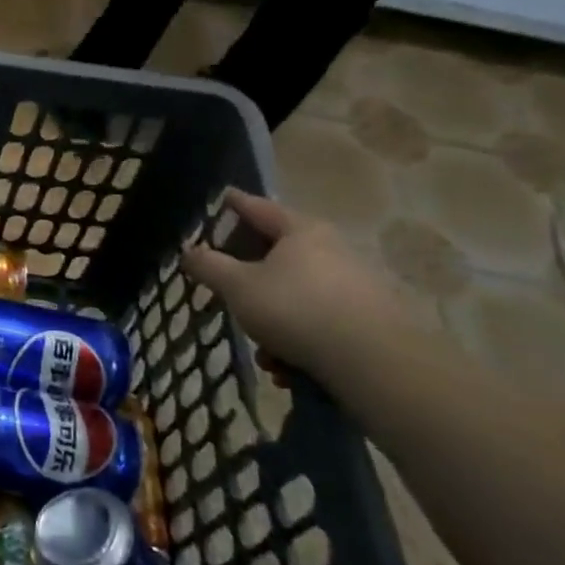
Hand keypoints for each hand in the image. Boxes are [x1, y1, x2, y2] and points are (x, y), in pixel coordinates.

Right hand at [181, 189, 414, 381]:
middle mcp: (333, 249)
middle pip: (279, 254)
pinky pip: (320, 323)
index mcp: (301, 231)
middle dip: (251, 279)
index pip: (259, 207)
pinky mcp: (370, 320)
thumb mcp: (238, 287)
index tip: (224, 197)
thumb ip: (209, 266)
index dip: (236, 203)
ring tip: (264, 353)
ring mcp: (356, 284)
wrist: (375, 362)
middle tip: (230, 292)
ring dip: (274, 321)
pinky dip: (299, 341)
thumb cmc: (296, 309)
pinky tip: (288, 368)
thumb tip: (189, 250)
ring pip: (297, 296)